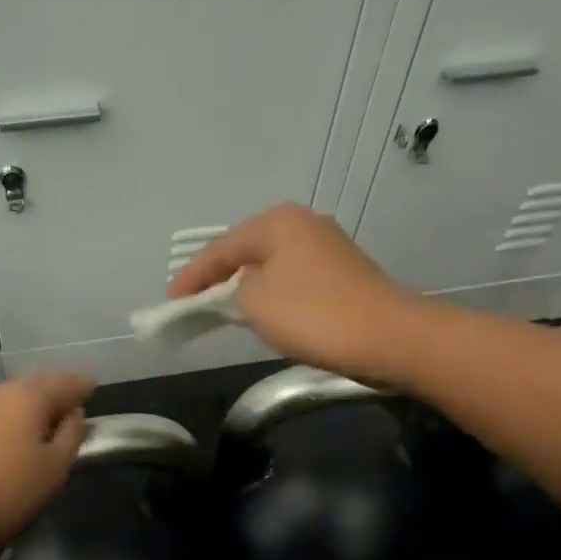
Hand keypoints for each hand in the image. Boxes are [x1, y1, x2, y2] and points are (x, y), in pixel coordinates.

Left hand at [0, 373, 93, 559]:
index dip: (82, 387)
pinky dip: (5, 423)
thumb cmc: (5, 493)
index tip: (93, 389)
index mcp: (27, 396)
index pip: (64, 383)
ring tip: (40, 431)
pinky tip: (9, 442)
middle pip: (34, 388)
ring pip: (8, 402)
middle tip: (69, 413)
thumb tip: (74, 414)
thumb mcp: (53, 470)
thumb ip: (70, 436)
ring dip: (27, 412)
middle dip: (53, 398)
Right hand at [168, 204, 421, 384]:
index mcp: (278, 222)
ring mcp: (329, 247)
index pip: (220, 248)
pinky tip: (266, 311)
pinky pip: (293, 280)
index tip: (171, 302)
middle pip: (247, 250)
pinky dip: (273, 294)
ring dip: (247, 285)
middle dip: (219, 276)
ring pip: (272, 265)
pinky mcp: (345, 274)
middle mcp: (304, 224)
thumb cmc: (313, 314)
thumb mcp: (254, 302)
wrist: (388, 337)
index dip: (192, 276)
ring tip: (223, 308)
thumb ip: (231, 291)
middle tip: (193, 302)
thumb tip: (241, 289)